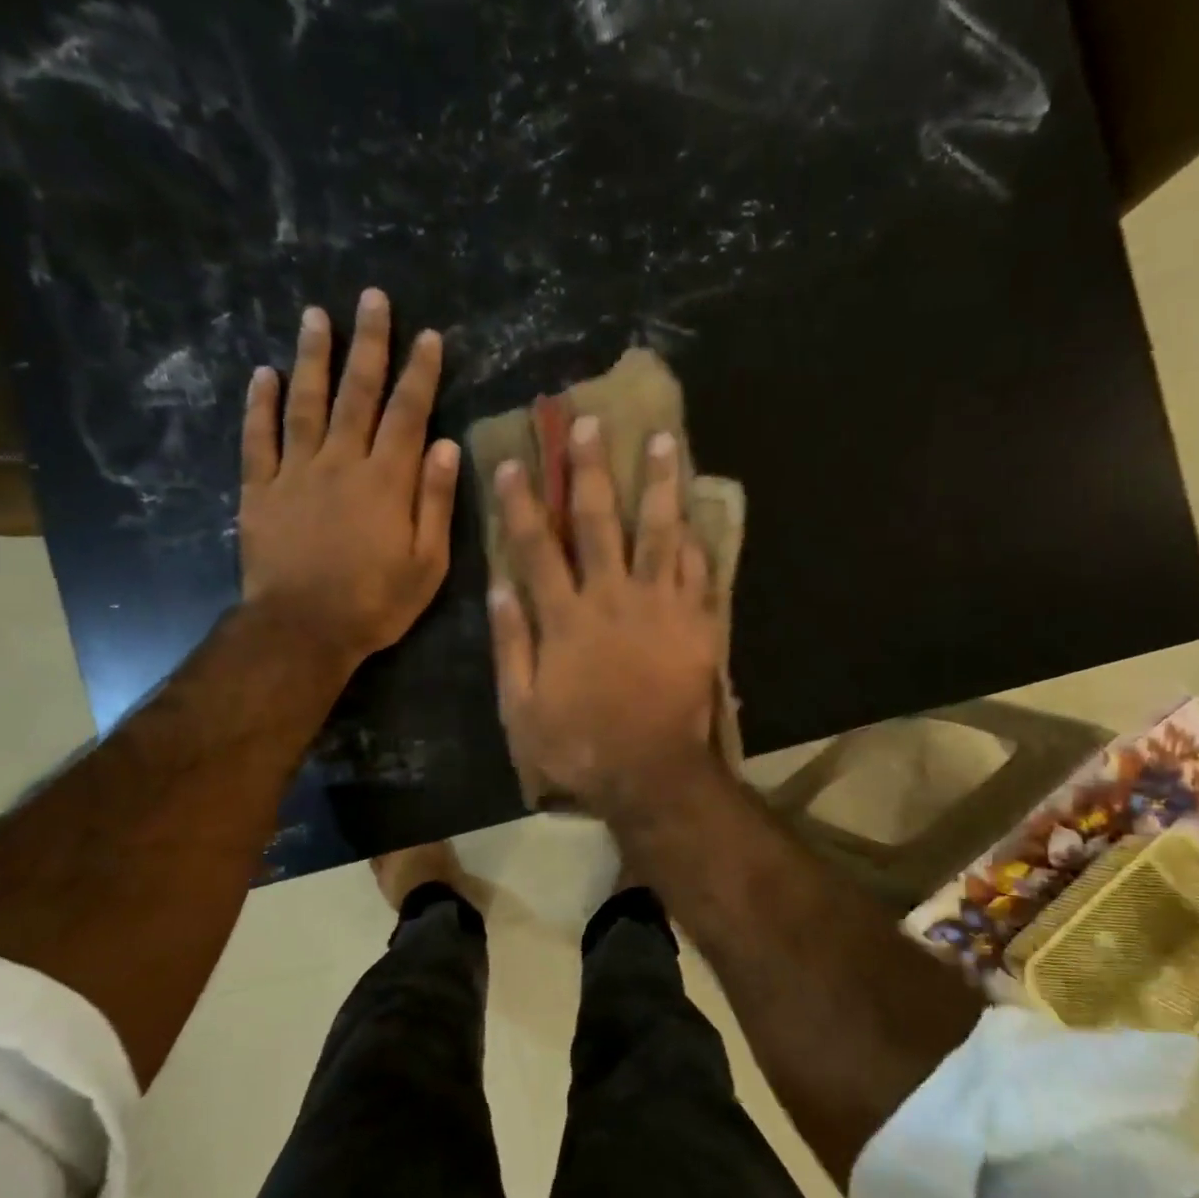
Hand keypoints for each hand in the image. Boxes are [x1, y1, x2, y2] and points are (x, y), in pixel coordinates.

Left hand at [238, 290, 457, 676]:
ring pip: (304, 403)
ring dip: (312, 357)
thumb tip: (445, 446)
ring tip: (315, 315)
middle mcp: (341, 462)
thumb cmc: (375, 603)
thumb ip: (435, 503)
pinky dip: (259, 405)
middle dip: (368, 344)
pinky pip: (258, 439)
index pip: (408, 414)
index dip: (420, 373)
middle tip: (372, 299)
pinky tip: (262, 374)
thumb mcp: (427, 564)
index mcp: (386, 481)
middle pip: (357, 394)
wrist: (303, 630)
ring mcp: (295, 473)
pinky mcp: (260, 490)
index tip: (428, 336)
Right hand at [489, 416, 722, 817]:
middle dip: (590, 470)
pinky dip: (695, 538)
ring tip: (664, 440)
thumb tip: (499, 586)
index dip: (522, 502)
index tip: (516, 461)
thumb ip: (511, 644)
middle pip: (598, 522)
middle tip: (590, 423)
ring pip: (658, 532)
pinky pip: (698, 570)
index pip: (536, 547)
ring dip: (658, 484)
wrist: (652, 774)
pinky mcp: (698, 623)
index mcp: (565, 618)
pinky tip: (696, 510)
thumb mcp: (522, 708)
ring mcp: (661, 607)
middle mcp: (612, 598)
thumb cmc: (579, 746)